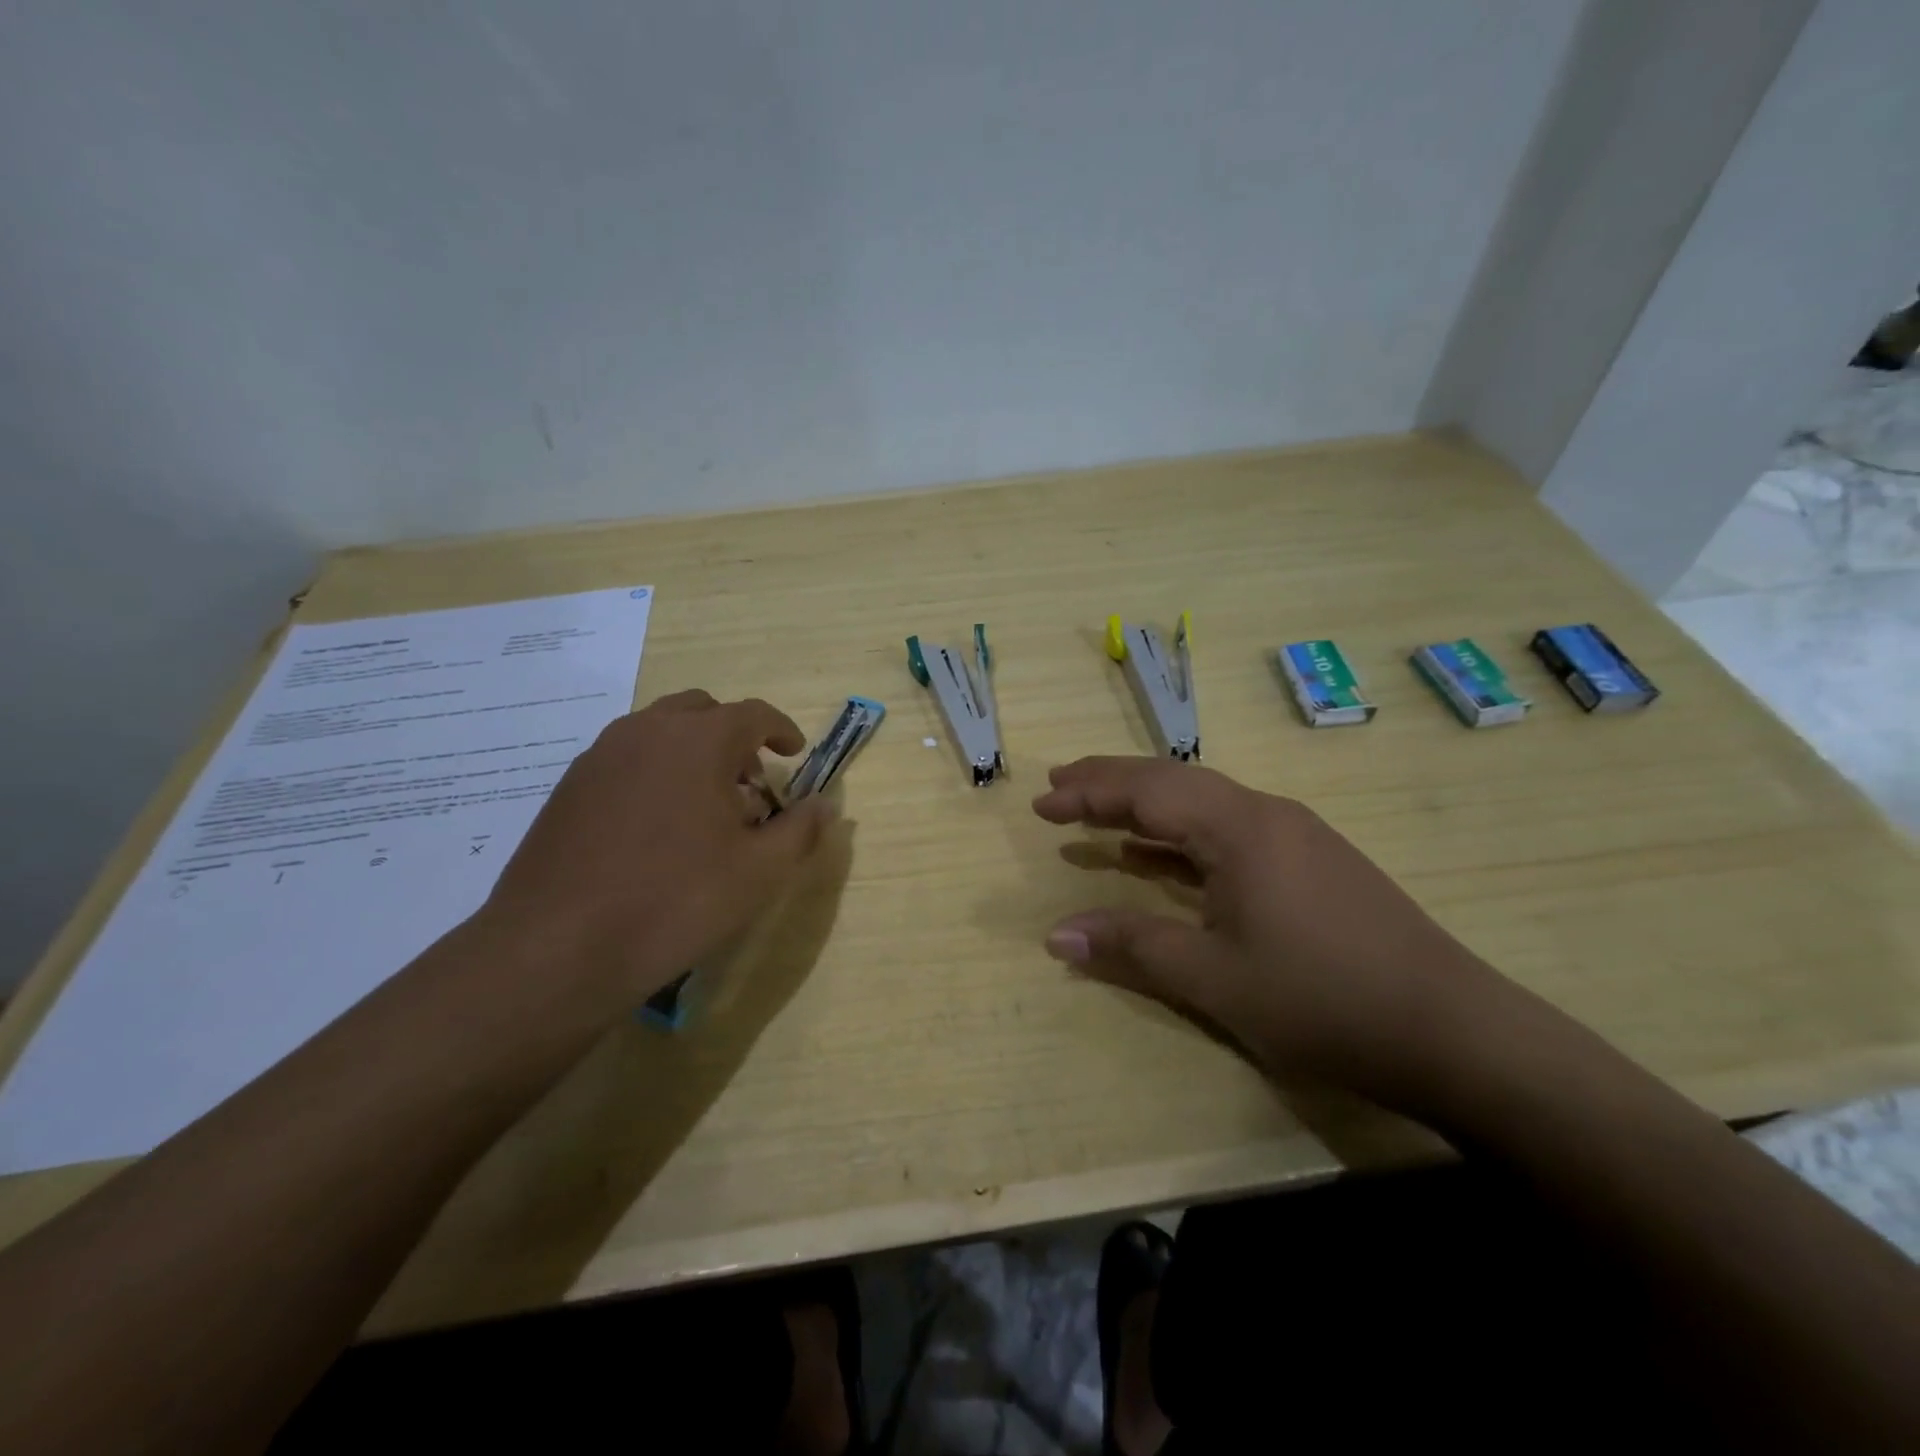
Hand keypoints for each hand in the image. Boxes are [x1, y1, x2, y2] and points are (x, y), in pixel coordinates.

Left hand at [474, 689, 834, 1005]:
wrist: (556, 948)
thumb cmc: (675, 901)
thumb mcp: (759, 872)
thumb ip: (801, 830)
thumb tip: (825, 804)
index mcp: (698, 740)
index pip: (753, 714)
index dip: (781, 730)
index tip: (794, 753)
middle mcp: (646, 731)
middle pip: (702, 711)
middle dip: (734, 737)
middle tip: (750, 783)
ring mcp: (600, 756)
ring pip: (659, 732)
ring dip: (692, 752)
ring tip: (705, 806)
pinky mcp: (569, 786)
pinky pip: (626, 758)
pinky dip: (654, 771)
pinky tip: (656, 827)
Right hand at [1033, 756, 1517, 1114]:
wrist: (1454, 1032)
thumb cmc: (1323, 1000)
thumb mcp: (1215, 979)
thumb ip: (1132, 947)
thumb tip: (1056, 934)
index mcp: (1238, 827)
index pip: (1146, 791)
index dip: (1088, 793)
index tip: (1040, 802)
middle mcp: (1266, 813)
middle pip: (1173, 781)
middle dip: (1111, 782)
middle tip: (1059, 784)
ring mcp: (1294, 836)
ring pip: (1203, 803)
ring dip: (1148, 806)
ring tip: (1098, 813)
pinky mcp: (1312, 862)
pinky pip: (1229, 831)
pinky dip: (1184, 836)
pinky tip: (1161, 856)